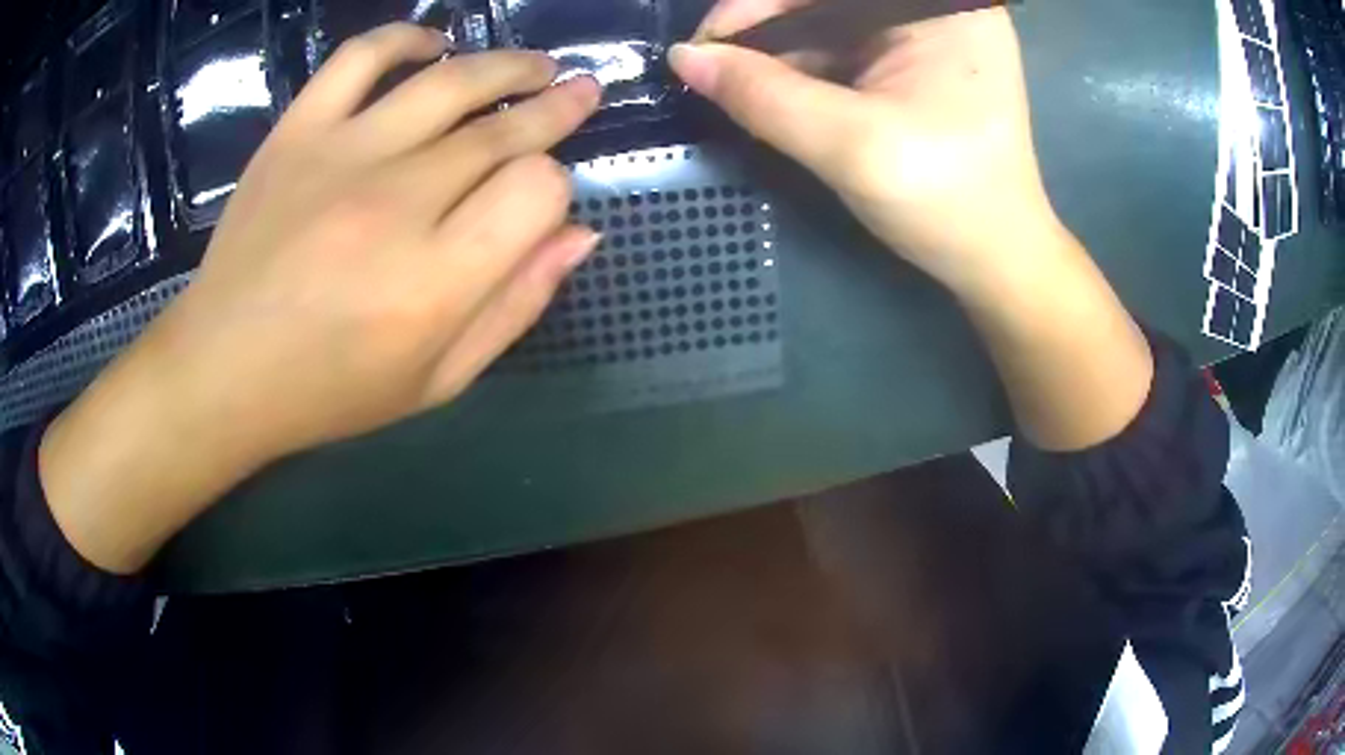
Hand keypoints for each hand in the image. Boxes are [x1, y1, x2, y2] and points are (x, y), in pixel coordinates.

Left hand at [40, 24, 601, 572]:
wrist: (221, 370)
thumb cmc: (328, 391)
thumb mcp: (436, 381)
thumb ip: (514, 307)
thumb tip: (578, 234)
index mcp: (434, 283)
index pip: (536, 192)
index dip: (555, 188)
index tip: (541, 200)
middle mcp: (395, 205)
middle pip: (502, 129)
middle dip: (556, 108)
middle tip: (581, 92)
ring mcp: (341, 156)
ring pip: (450, 81)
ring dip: (507, 65)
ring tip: (534, 65)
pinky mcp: (297, 133)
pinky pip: (361, 57)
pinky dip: (404, 38)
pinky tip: (432, 45)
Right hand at [678, 1, 1153, 451]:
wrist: (997, 260)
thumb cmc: (946, 200)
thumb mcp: (850, 145)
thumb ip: (764, 96)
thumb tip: (684, 58)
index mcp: (944, 8)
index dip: (758, 4)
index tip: (705, 44)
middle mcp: (940, 8)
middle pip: (830, 1)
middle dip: (768, 28)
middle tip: (712, 64)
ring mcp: (932, 34)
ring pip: (833, 21)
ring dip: (781, 50)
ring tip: (734, 81)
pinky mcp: (921, 61)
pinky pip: (848, 46)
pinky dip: (806, 66)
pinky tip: (773, 87)